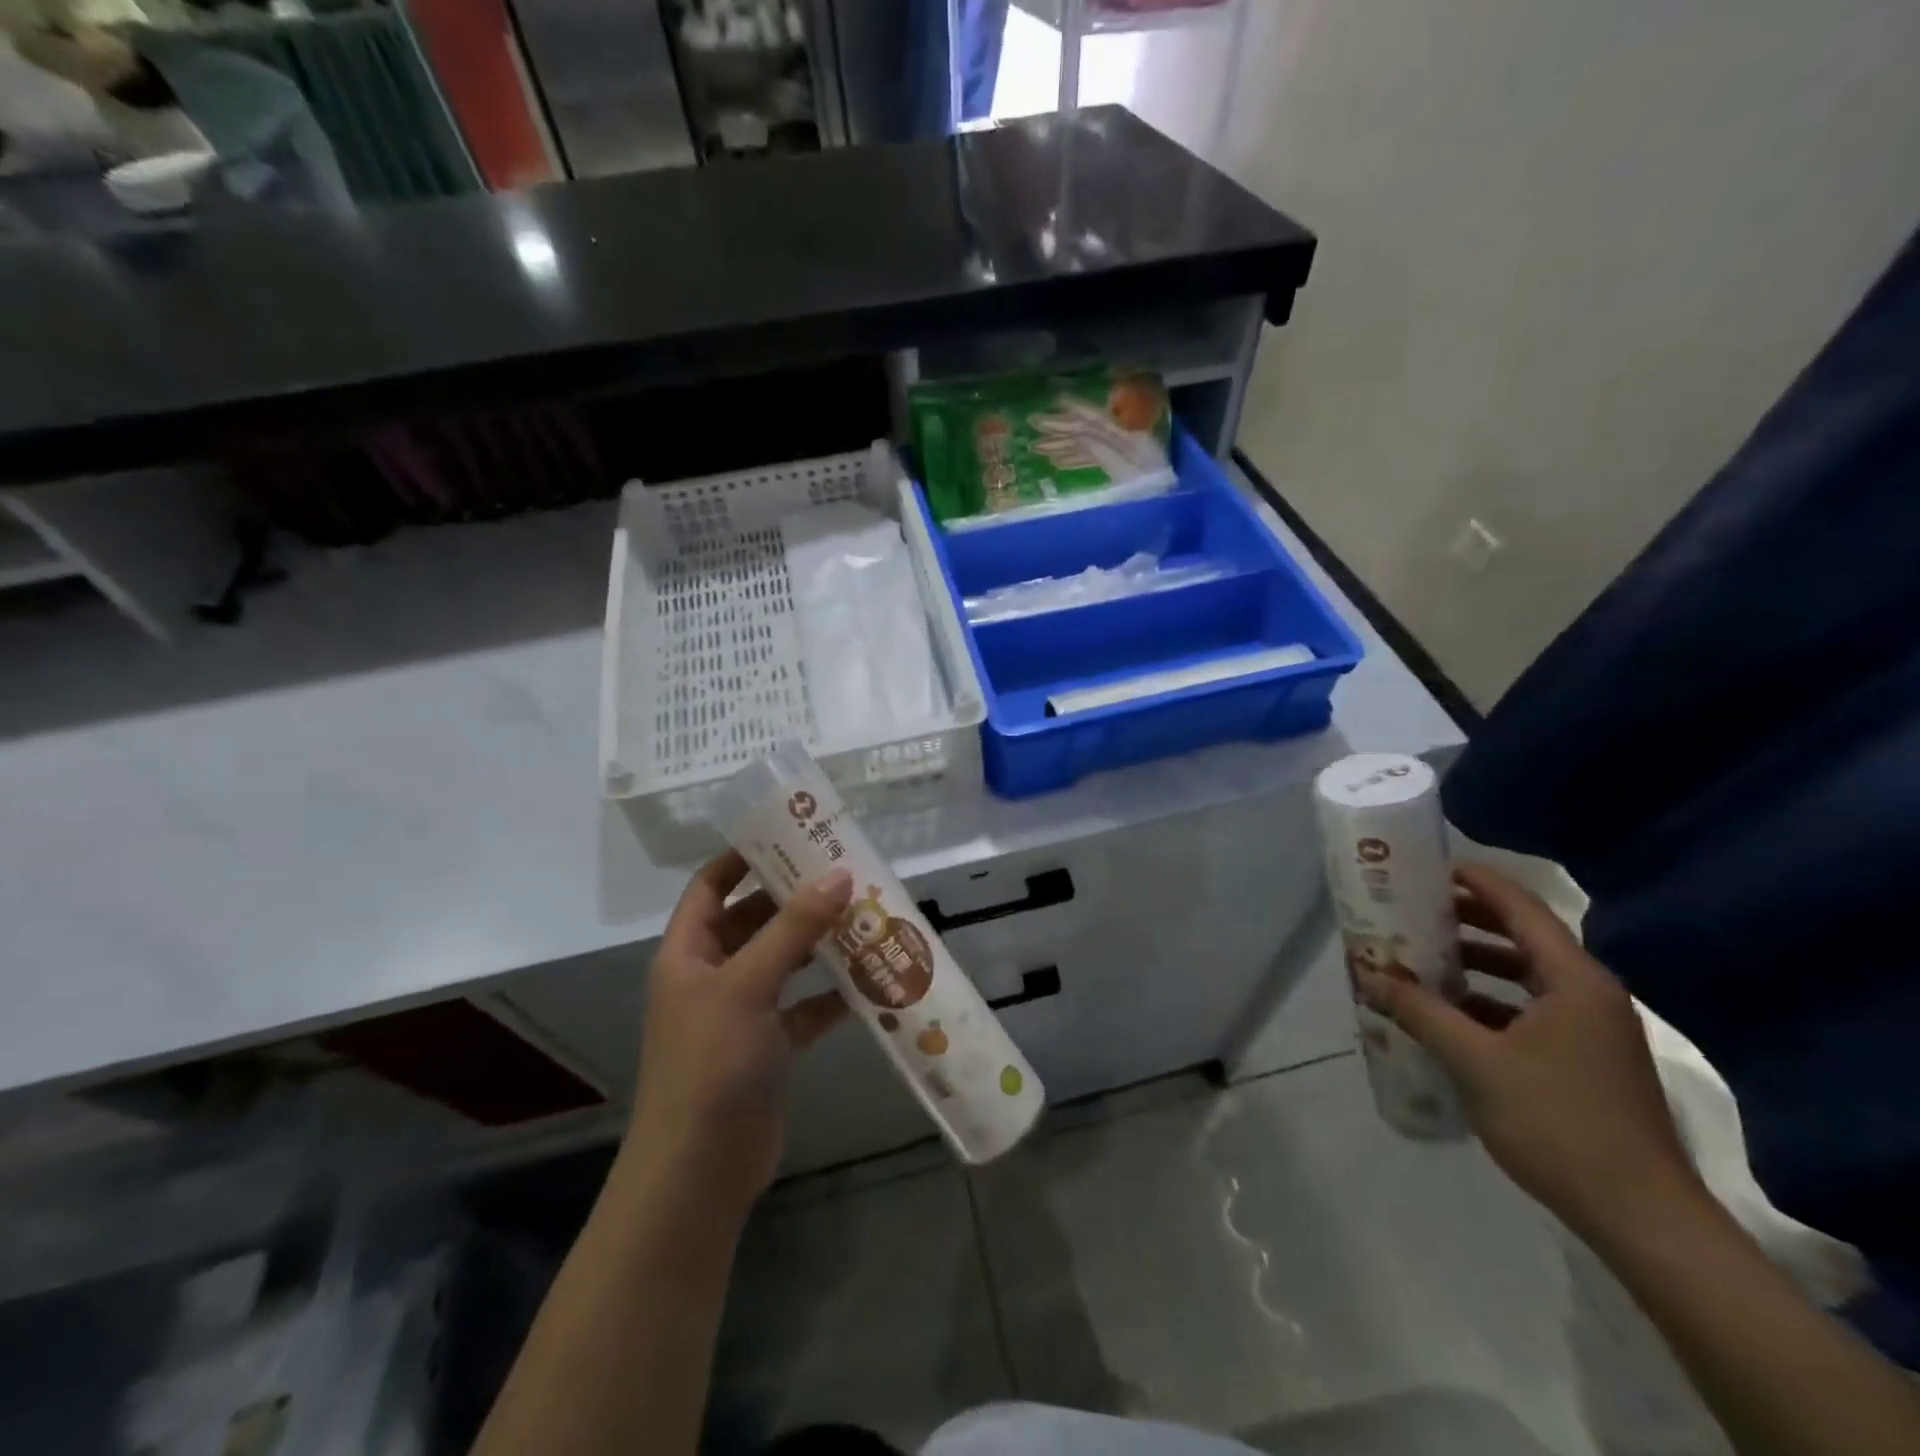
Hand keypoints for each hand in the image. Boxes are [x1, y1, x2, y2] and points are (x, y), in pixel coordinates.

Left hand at [620, 851, 853, 1216]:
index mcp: (688, 952)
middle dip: (795, 899)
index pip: (710, 886)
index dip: (742, 857)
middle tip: (844, 873)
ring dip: (818, 944)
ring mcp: (740, 1013)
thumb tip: (837, 875)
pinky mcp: (768, 1047)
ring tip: (865, 917)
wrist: (700, 1169)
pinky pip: (803, 1008)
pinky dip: (831, 996)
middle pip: (753, 920)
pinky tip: (869, 983)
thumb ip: (794, 928)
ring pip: (783, 963)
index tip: (789, 835)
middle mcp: (711, 976)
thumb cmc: (711, 1062)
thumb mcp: (749, 984)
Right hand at [1355, 862, 1705, 1237]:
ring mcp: (1591, 1029)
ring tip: (1420, 955)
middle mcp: (1588, 994)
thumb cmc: (1559, 1123)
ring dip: (1473, 962)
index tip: (1427, 866)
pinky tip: (1447, 1013)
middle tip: (1411, 908)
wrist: (1642, 1218)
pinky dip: (1487, 1000)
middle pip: (1523, 936)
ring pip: (1524, 975)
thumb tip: (1368, 973)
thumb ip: (1420, 1011)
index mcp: (1574, 980)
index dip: (1475, 881)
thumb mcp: (1476, 1062)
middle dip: (1466, 919)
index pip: (1521, 908)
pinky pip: (1528, 1009)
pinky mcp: (1585, 1060)